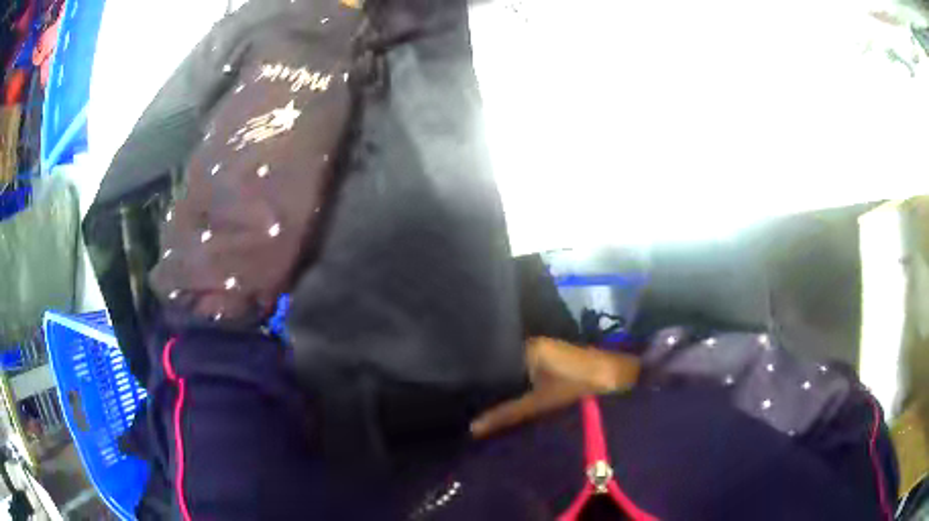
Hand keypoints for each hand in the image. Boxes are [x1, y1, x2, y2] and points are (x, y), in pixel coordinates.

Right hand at [470, 337, 639, 437]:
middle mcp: (534, 344)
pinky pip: (529, 371)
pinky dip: (521, 384)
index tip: (465, 393)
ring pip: (517, 369)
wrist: (617, 376)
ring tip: (485, 400)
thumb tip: (472, 427)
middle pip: (505, 365)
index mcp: (528, 348)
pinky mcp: (556, 360)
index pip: (494, 360)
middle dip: (493, 383)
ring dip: (508, 384)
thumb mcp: (539, 403)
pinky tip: (512, 397)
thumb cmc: (577, 386)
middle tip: (472, 401)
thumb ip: (506, 414)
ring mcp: (546, 351)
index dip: (481, 377)